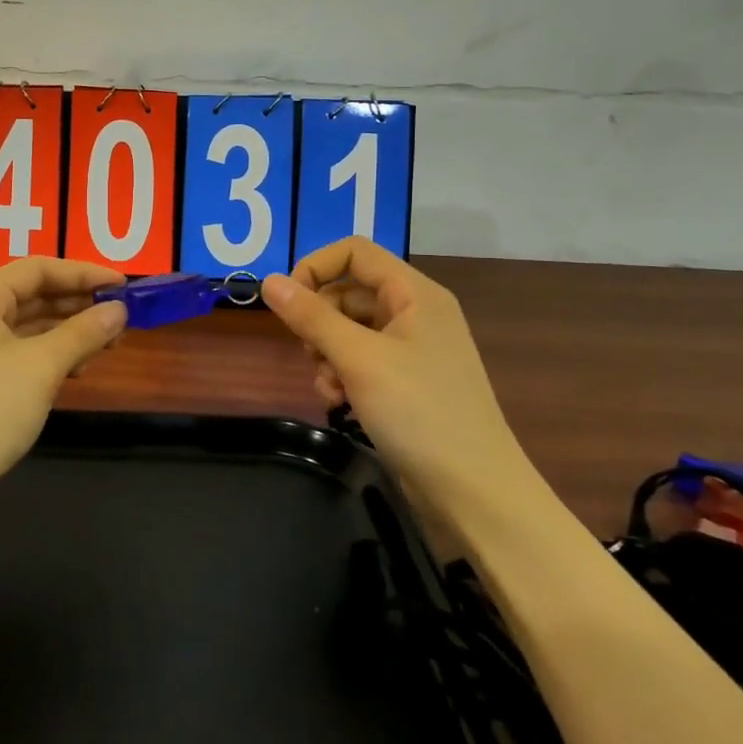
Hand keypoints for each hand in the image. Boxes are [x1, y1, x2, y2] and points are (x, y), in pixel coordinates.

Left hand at [0, 258, 128, 515]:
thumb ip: (83, 332)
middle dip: (78, 303)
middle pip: (31, 295)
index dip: (82, 272)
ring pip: (28, 327)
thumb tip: (120, 310)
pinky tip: (79, 368)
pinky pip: (20, 354)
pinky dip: (51, 356)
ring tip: (109, 343)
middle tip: (122, 316)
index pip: (35, 269)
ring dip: (68, 331)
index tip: (123, 285)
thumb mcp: (41, 366)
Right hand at [261, 237, 530, 501]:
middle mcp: (415, 313)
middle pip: (349, 292)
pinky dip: (343, 375)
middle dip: (320, 320)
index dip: (315, 267)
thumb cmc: (419, 412)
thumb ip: (311, 317)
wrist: (473, 491)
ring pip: (350, 329)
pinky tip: (339, 402)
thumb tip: (269, 281)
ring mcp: (412, 349)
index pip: (354, 252)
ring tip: (329, 386)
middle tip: (310, 353)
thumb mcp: (358, 359)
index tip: (287, 302)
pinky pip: (361, 360)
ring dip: (327, 353)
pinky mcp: (406, 381)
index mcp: (414, 293)